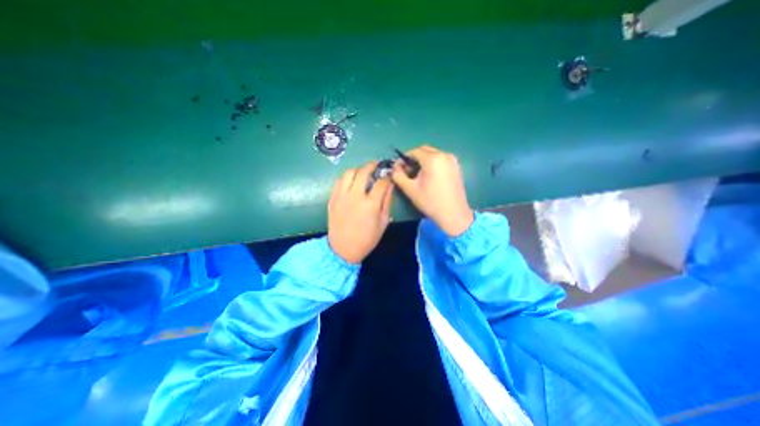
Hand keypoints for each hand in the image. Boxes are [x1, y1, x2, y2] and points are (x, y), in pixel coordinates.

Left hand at [328, 161, 395, 263]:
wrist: (343, 249)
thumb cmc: (367, 239)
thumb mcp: (383, 222)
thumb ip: (387, 202)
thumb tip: (390, 185)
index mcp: (370, 204)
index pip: (381, 182)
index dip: (387, 175)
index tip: (390, 173)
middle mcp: (355, 196)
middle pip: (363, 172)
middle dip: (372, 165)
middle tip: (377, 164)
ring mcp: (341, 196)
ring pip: (349, 173)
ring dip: (358, 169)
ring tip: (363, 171)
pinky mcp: (332, 198)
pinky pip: (339, 181)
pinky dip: (346, 177)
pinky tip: (351, 180)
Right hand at [395, 145, 473, 236]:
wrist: (453, 214)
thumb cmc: (430, 202)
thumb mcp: (410, 189)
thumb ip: (398, 176)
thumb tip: (394, 168)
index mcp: (433, 159)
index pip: (414, 151)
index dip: (404, 158)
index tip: (398, 168)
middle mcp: (444, 155)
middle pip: (424, 150)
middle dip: (413, 159)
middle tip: (406, 171)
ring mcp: (452, 160)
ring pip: (433, 155)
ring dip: (423, 161)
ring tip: (417, 175)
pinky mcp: (456, 167)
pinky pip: (440, 160)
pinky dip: (432, 164)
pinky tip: (429, 177)